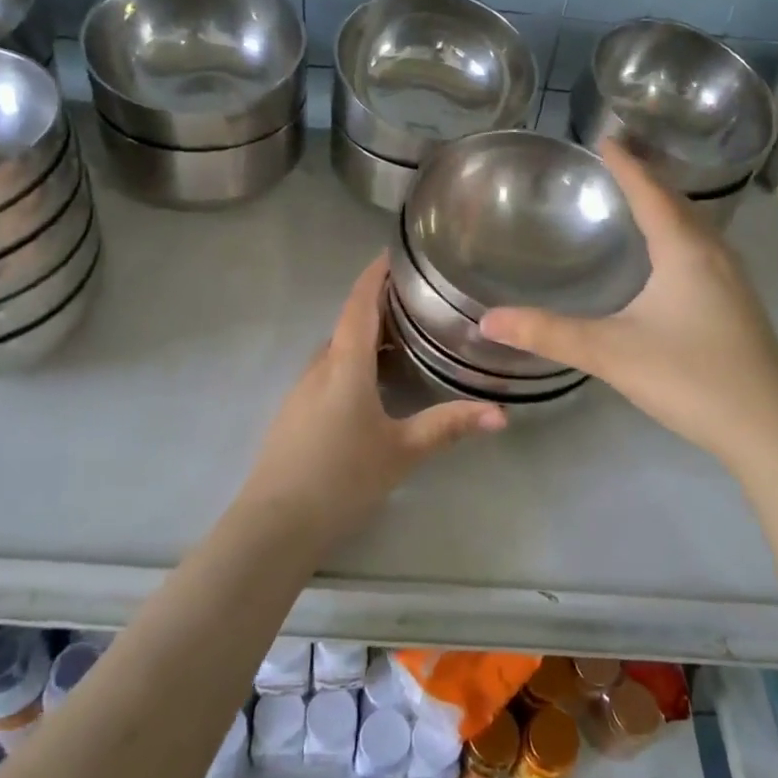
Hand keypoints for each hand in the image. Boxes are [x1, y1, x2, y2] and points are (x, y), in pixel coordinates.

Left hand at [245, 254, 504, 538]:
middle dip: (379, 306)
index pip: (359, 303)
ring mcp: (302, 389)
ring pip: (338, 348)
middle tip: (419, 301)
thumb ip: (449, 426)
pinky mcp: (295, 412)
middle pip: (349, 323)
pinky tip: (374, 384)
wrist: (275, 524)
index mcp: (345, 364)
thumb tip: (502, 413)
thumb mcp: (402, 452)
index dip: (375, 274)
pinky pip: (328, 370)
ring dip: (366, 336)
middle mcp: (320, 367)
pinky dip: (353, 361)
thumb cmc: (342, 479)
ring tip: (405, 338)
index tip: (394, 253)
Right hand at [480, 141, 777, 466]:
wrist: (769, 429)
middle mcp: (714, 254)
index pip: (650, 192)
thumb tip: (487, 320)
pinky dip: (681, 234)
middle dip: (647, 178)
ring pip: (696, 227)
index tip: (605, 137)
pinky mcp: (739, 305)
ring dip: (668, 206)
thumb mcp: (611, 353)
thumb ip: (548, 334)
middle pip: (678, 202)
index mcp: (684, 251)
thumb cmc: (690, 378)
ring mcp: (734, 281)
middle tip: (616, 162)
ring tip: (639, 199)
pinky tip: (671, 257)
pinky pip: (704, 249)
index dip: (626, 165)